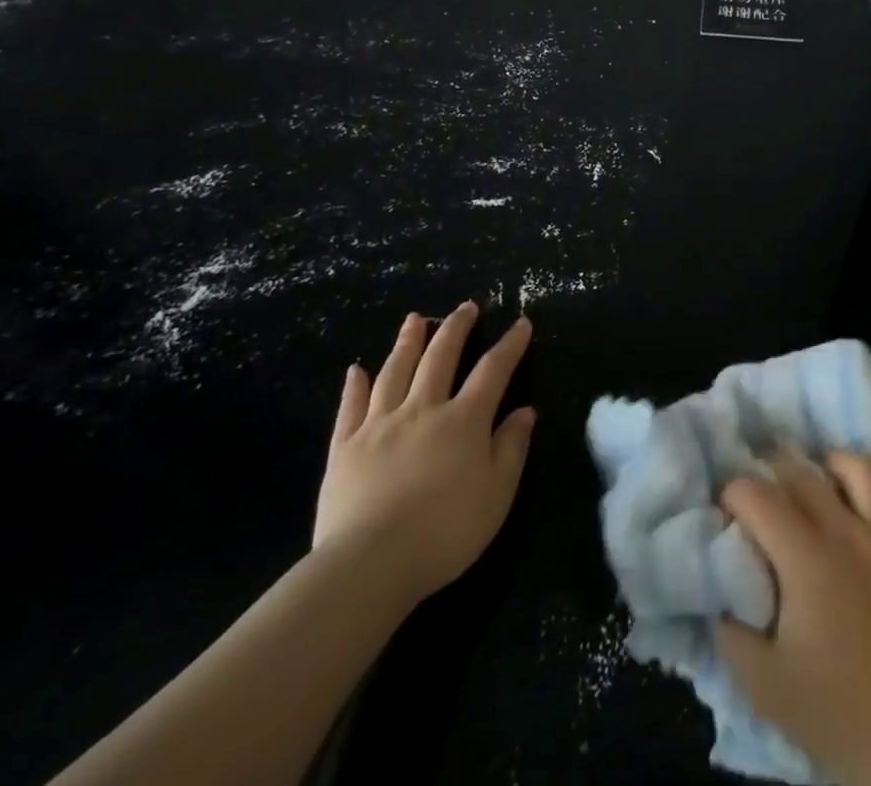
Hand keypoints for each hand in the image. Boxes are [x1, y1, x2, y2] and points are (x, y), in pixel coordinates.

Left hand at [313, 302, 535, 603]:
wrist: (370, 563)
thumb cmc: (445, 531)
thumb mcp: (497, 494)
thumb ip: (511, 447)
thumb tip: (525, 411)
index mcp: (464, 420)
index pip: (493, 370)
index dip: (510, 345)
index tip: (521, 323)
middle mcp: (423, 409)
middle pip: (440, 357)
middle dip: (456, 328)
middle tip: (465, 306)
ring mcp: (380, 425)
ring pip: (395, 372)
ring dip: (407, 342)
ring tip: (415, 319)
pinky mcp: (345, 448)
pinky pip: (350, 408)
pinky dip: (354, 386)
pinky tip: (355, 369)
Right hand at [717, 453, 870, 785]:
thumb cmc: (837, 716)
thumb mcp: (763, 686)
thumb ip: (730, 634)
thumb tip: (720, 597)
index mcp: (805, 558)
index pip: (757, 495)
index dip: (734, 493)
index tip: (727, 509)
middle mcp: (849, 532)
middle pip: (804, 474)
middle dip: (774, 471)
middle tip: (765, 490)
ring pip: (864, 470)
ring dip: (838, 467)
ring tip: (826, 480)